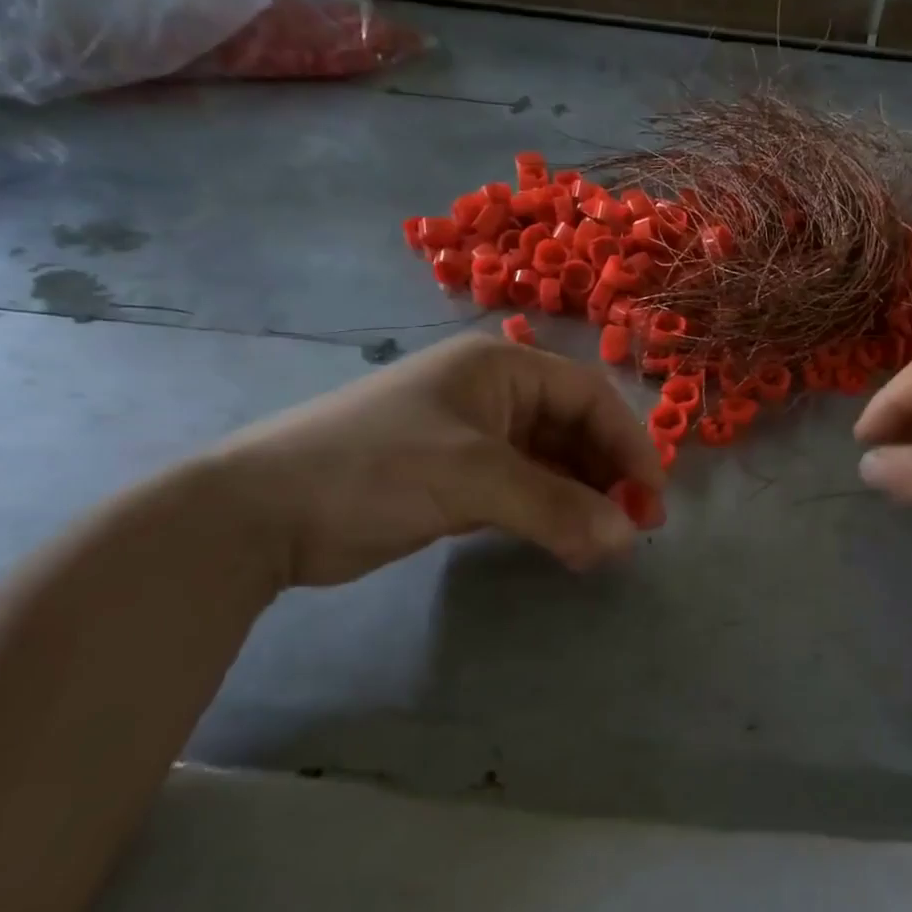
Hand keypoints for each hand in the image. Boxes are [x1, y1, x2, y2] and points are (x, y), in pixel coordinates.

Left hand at [205, 332, 664, 586]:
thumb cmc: (372, 469)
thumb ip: (556, 507)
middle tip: (632, 528)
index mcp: (500, 367)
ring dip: (581, 499)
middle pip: (575, 429)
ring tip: (603, 544)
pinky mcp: (456, 477)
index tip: (653, 496)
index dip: (629, 442)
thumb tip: (629, 538)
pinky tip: (567, 543)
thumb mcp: (472, 479)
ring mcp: (474, 437)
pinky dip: (549, 514)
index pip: (588, 395)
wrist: (258, 514)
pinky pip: (523, 489)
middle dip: (608, 475)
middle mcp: (493, 394)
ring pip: (552, 462)